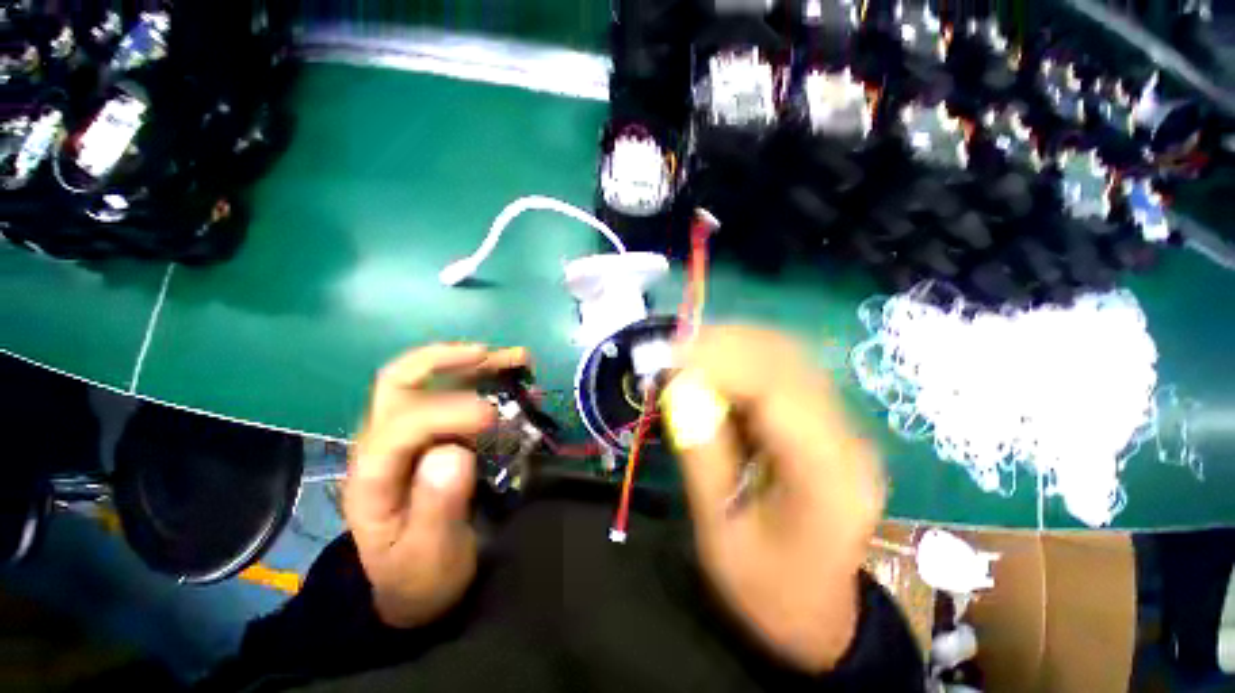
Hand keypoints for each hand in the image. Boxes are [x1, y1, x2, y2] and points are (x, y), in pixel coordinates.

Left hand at [344, 343, 528, 627]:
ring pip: (430, 379)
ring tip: (514, 357)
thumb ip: (437, 507)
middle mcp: (384, 442)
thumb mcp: (429, 555)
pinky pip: (455, 395)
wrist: (414, 584)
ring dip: (473, 362)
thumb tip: (454, 451)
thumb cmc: (419, 573)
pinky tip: (511, 377)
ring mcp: (409, 434)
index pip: (402, 423)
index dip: (447, 411)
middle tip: (489, 355)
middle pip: (401, 381)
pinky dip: (485, 380)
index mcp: (372, 474)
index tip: (492, 416)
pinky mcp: (433, 435)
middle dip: (445, 360)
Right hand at [663, 326, 885, 672]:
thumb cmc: (767, 588)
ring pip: (785, 356)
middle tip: (672, 351)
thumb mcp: (719, 533)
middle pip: (787, 360)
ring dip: (731, 347)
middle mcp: (845, 439)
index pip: (777, 392)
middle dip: (723, 344)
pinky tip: (712, 372)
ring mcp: (840, 425)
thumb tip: (678, 390)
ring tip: (686, 357)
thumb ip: (701, 455)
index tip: (669, 355)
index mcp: (827, 479)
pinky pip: (781, 370)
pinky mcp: (825, 420)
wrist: (818, 612)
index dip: (720, 362)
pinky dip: (740, 360)